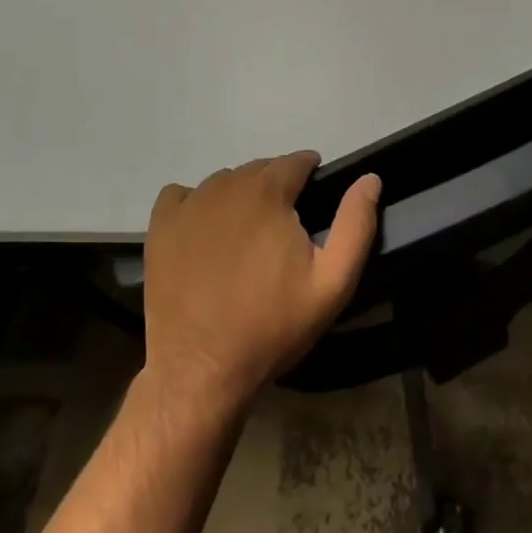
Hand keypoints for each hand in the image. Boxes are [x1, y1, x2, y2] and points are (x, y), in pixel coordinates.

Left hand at [143, 153, 381, 412]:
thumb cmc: (273, 326)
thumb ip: (356, 224)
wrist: (202, 370)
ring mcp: (189, 204)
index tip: (313, 199)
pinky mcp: (161, 225)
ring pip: (224, 182)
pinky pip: (181, 195)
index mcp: (268, 191)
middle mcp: (226, 184)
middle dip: (276, 188)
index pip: (296, 161)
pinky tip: (204, 233)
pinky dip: (196, 204)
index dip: (309, 175)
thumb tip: (370, 178)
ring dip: (241, 197)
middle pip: (260, 170)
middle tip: (283, 229)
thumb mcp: (332, 283)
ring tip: (247, 236)